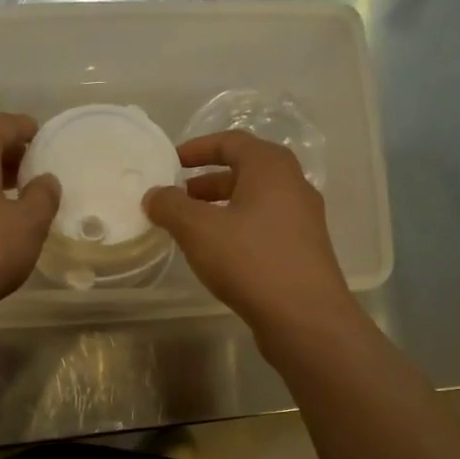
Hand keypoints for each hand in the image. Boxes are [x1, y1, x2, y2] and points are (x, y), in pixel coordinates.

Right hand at [145, 131, 357, 340]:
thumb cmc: (250, 260)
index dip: (198, 148)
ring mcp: (303, 219)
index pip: (231, 142)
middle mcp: (293, 185)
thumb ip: (171, 206)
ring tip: (191, 228)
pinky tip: (218, 253)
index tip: (171, 162)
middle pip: (245, 171)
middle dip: (207, 182)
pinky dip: (237, 228)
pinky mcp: (303, 249)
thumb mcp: (198, 229)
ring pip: (255, 201)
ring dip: (221, 207)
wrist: (305, 317)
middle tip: (177, 198)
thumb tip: (154, 195)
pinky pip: (264, 226)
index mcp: (271, 167)